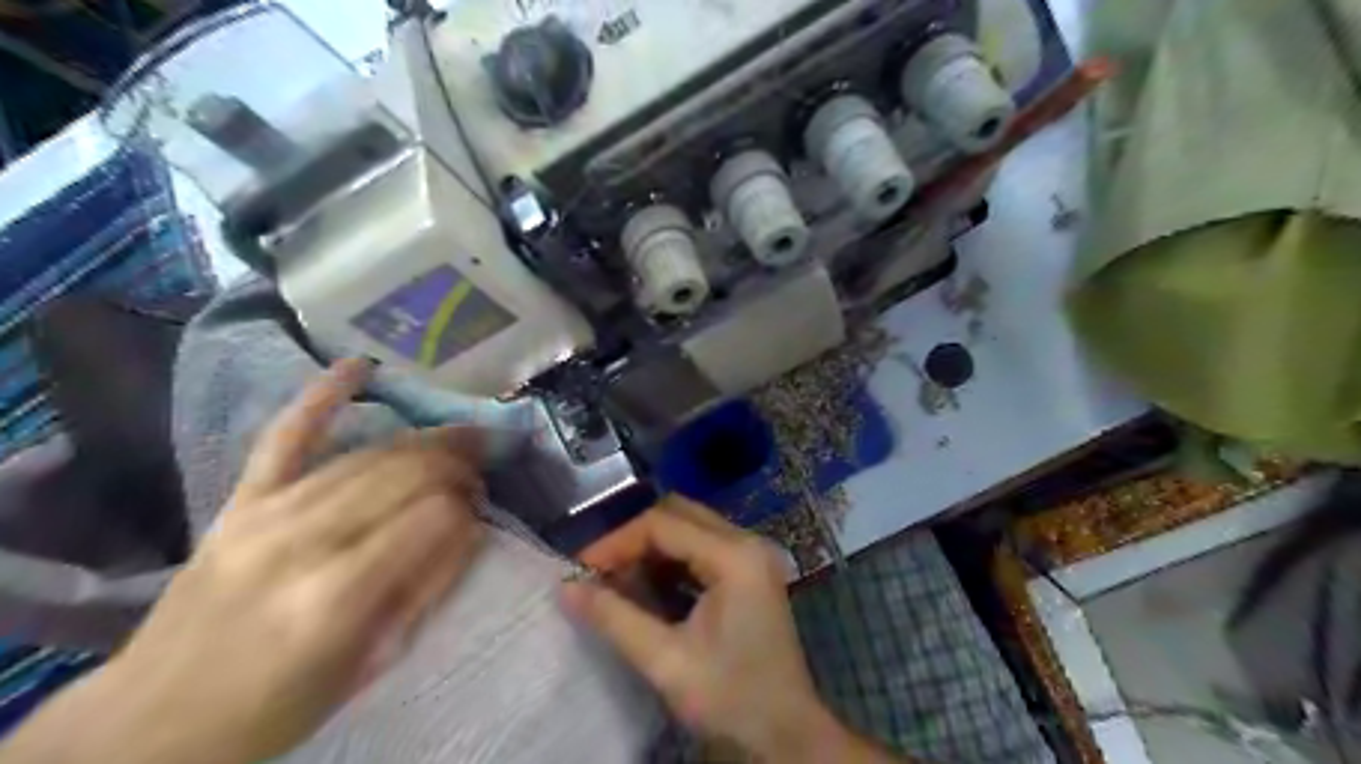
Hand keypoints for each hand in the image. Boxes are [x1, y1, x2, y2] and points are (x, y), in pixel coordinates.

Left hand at [0, 360, 488, 763]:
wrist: (149, 724)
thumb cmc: (275, 708)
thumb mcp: (369, 666)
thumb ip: (424, 592)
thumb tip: (471, 532)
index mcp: (338, 595)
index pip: (435, 518)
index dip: (470, 509)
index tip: (484, 515)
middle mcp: (304, 541)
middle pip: (406, 474)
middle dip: (458, 466)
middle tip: (484, 472)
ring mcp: (267, 513)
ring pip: (369, 454)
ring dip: (425, 440)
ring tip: (462, 436)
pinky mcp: (240, 502)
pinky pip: (286, 437)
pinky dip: (322, 396)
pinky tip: (357, 366)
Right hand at [562, 499, 893, 759]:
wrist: (786, 735)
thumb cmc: (730, 698)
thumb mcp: (666, 661)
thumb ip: (614, 618)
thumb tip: (567, 588)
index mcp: (734, 556)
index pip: (663, 524)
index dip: (617, 542)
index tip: (581, 569)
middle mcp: (747, 543)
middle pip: (678, 514)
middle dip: (633, 539)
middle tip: (599, 572)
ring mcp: (752, 555)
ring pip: (690, 527)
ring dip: (651, 548)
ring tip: (617, 581)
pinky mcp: (750, 572)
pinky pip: (702, 547)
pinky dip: (671, 560)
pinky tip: (648, 588)